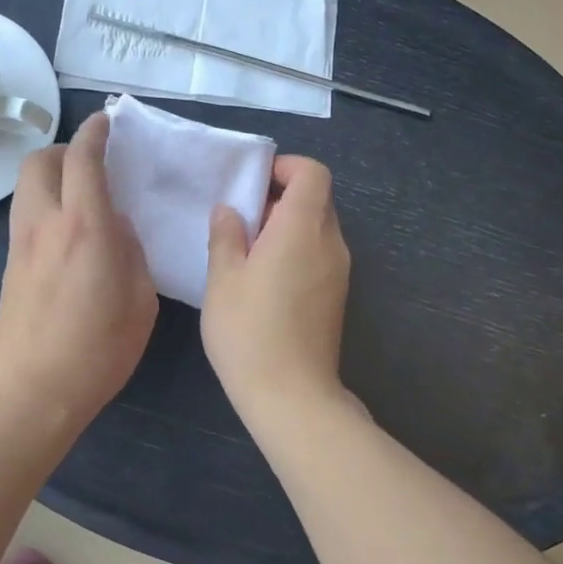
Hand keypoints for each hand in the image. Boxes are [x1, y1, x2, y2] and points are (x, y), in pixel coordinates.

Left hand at [0, 112, 157, 432]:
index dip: (95, 133)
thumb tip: (117, 228)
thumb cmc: (98, 350)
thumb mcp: (140, 301)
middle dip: (64, 149)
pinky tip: (68, 231)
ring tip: (81, 194)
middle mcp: (45, 224)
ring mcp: (20, 244)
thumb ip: (132, 252)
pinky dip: (44, 204)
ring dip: (50, 176)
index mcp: (84, 227)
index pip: (83, 159)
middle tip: (91, 161)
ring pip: (26, 187)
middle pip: (38, 161)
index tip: (107, 122)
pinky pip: (25, 215)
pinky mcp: (10, 265)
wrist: (32, 391)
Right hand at [202, 155, 351, 419]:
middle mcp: (330, 243)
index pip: (312, 173)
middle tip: (241, 221)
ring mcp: (339, 271)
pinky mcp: (336, 296)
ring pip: (317, 228)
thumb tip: (230, 210)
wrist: (292, 396)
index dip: (285, 167)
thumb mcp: (223, 279)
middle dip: (280, 198)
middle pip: (316, 199)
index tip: (252, 185)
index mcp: (302, 228)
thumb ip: (226, 236)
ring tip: (247, 253)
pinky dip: (296, 251)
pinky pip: (319, 254)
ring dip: (286, 227)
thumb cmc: (249, 331)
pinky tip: (264, 281)